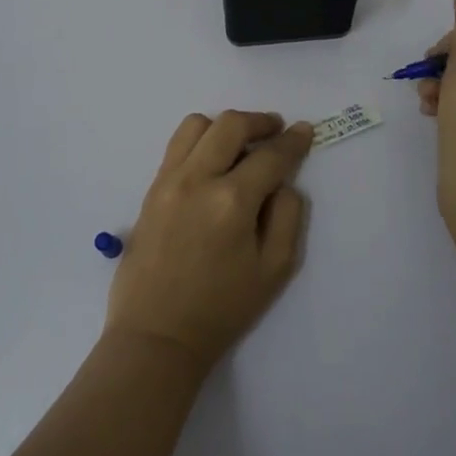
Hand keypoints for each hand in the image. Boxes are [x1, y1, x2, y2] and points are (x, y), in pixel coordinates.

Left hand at [105, 110, 313, 369]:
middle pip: (231, 125)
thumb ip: (288, 217)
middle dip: (260, 121)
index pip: (270, 156)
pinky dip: (200, 140)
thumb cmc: (222, 308)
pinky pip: (177, 145)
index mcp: (232, 201)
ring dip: (225, 126)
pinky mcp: (151, 189)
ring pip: (197, 125)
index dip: (293, 141)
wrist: (157, 334)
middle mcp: (197, 179)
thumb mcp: (274, 270)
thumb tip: (284, 183)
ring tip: (240, 144)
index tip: (304, 131)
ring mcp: (169, 181)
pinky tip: (212, 161)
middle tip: (276, 130)